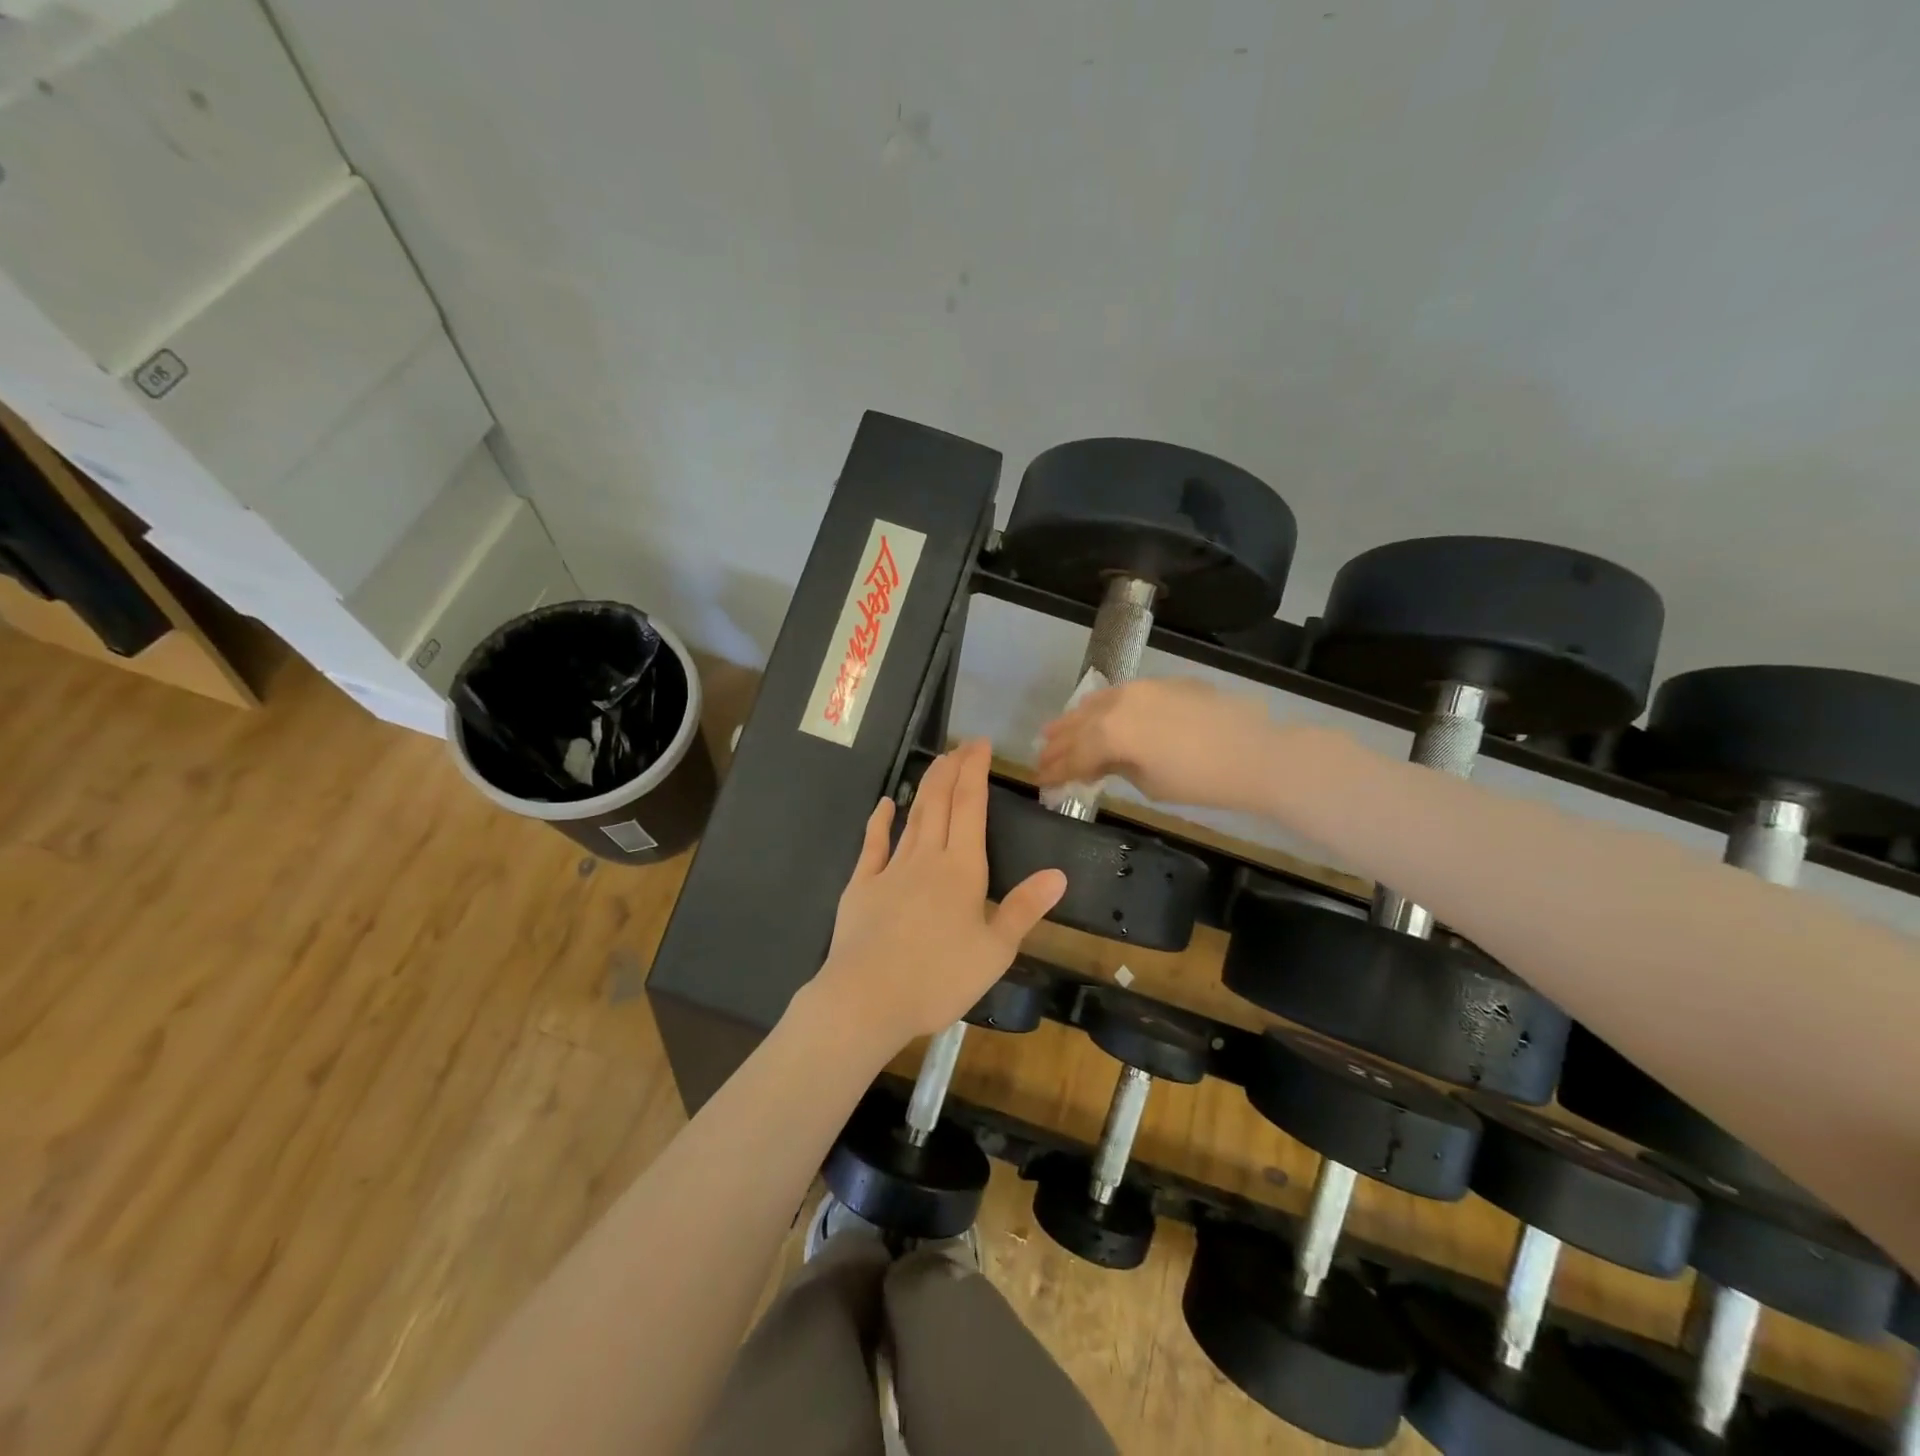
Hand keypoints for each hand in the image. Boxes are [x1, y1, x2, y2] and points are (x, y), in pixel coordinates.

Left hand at [804, 740, 1066, 1051]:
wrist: (867, 998)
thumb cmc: (939, 978)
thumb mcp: (995, 951)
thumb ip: (1024, 909)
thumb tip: (1058, 874)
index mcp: (962, 869)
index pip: (971, 807)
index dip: (975, 772)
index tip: (980, 745)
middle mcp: (927, 858)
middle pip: (940, 802)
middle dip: (952, 769)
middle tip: (961, 745)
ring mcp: (890, 869)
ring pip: (912, 817)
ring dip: (925, 787)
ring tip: (936, 764)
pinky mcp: (862, 885)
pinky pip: (873, 845)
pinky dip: (880, 821)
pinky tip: (885, 804)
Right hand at [1037, 677, 1278, 809]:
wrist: (1254, 753)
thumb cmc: (1199, 781)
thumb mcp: (1148, 783)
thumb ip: (1115, 768)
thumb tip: (1098, 764)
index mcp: (1109, 733)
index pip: (1073, 755)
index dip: (1054, 771)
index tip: (1040, 782)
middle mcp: (1117, 704)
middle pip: (1077, 725)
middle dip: (1057, 744)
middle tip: (1041, 758)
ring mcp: (1139, 689)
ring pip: (1095, 703)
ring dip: (1073, 720)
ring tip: (1055, 731)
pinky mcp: (1161, 684)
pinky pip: (1119, 694)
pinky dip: (1101, 707)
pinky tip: (1097, 714)